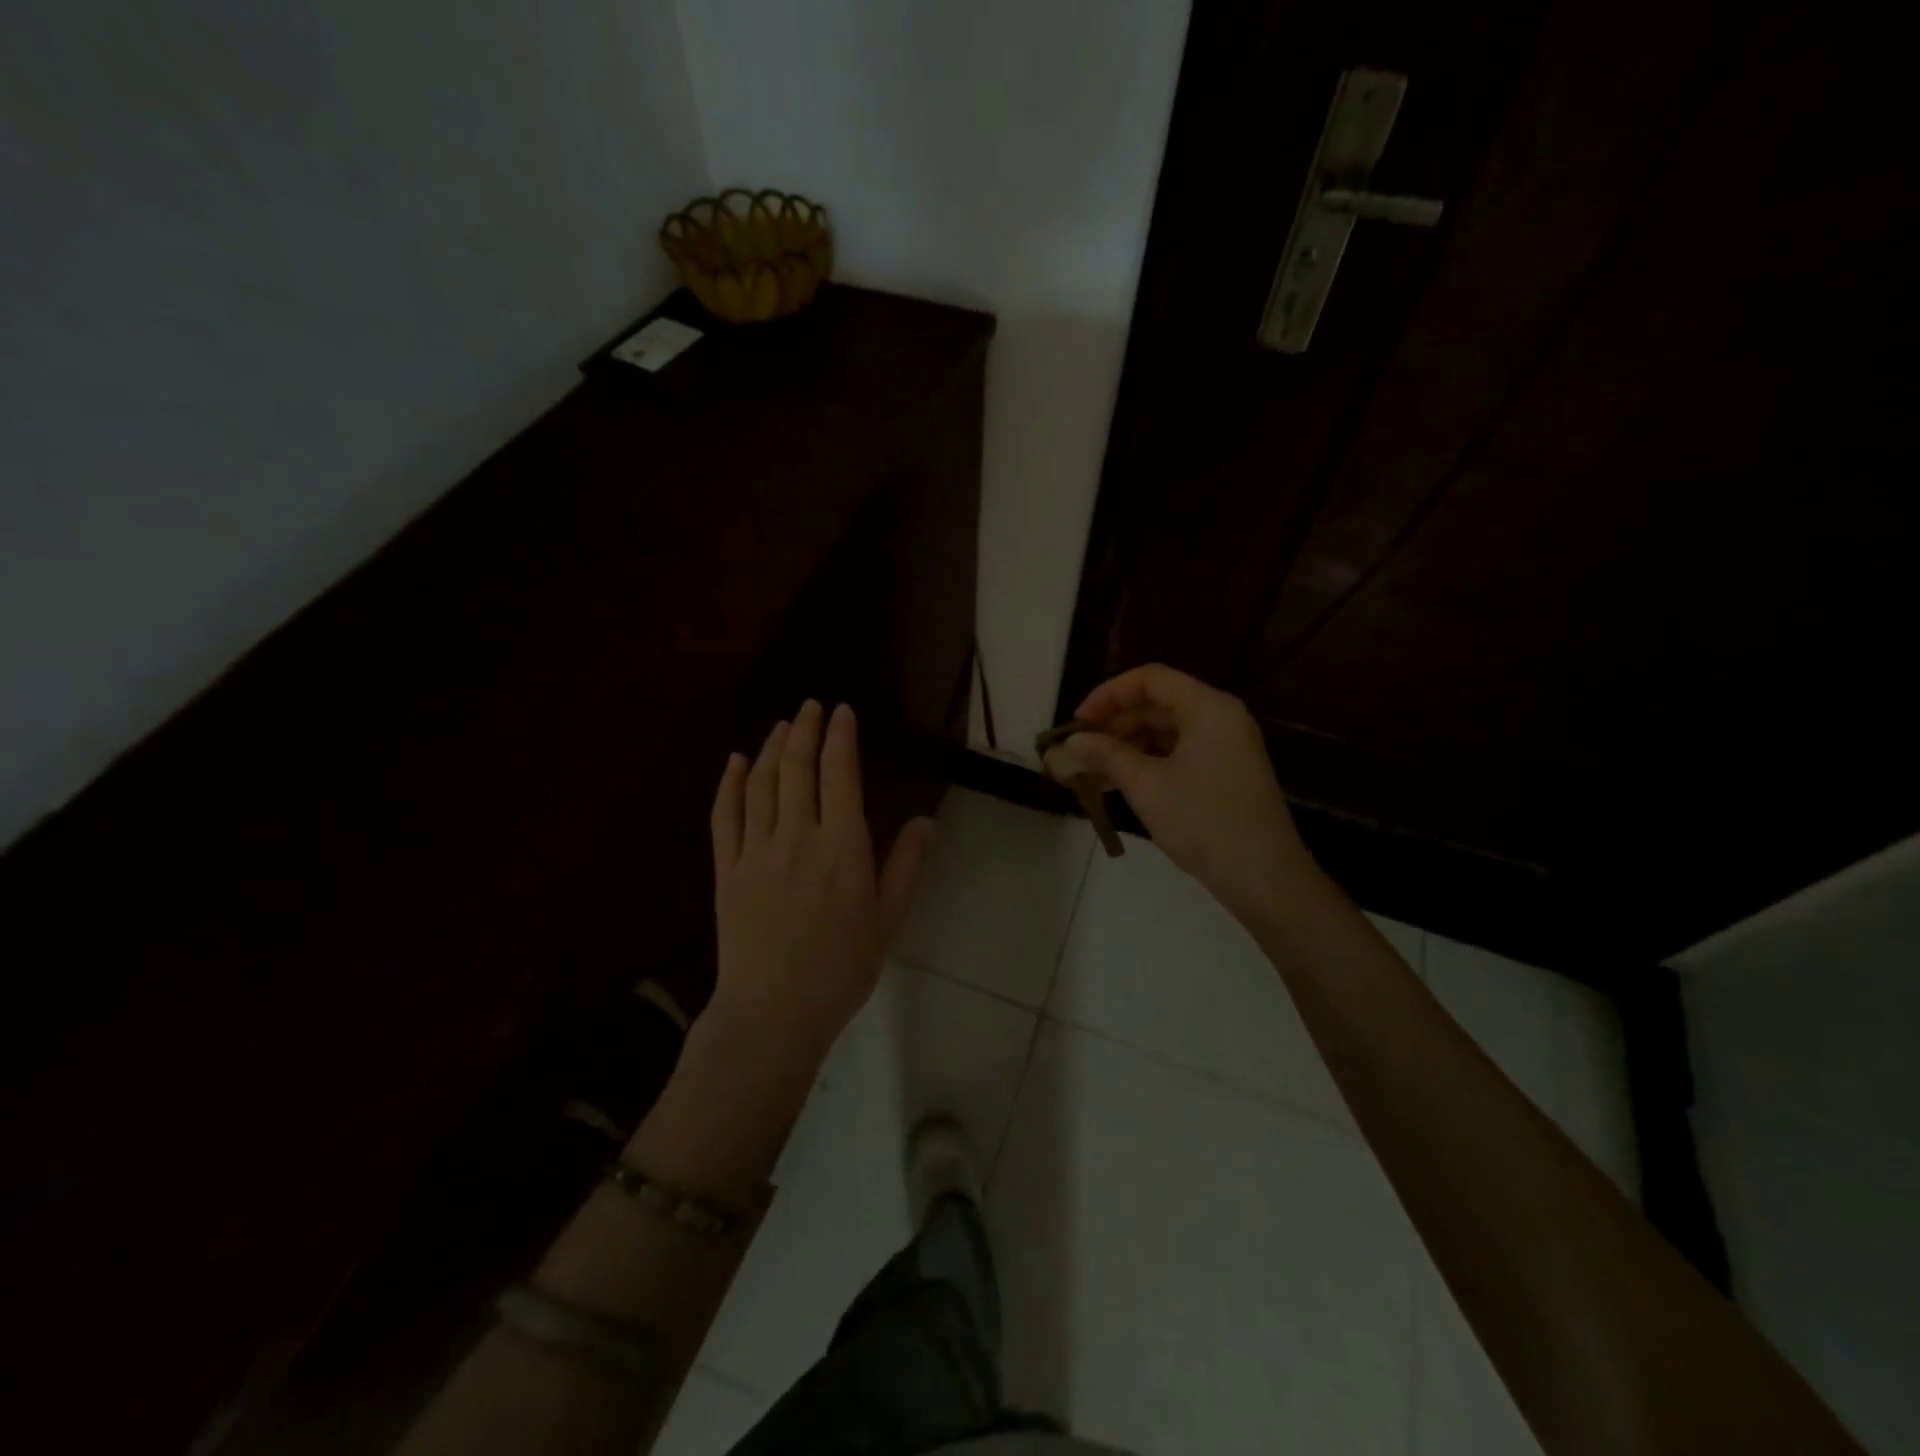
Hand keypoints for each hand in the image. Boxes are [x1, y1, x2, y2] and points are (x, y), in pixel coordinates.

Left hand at [706, 700, 935, 1072]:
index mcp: (842, 847)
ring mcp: (756, 851)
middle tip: (811, 706)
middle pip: (796, 768)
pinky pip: (724, 816)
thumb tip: (925, 821)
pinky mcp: (727, 870)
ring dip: (771, 747)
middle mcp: (797, 837)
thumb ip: (905, 867)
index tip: (842, 712)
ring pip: (760, 784)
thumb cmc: (841, 970)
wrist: (773, 1013)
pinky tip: (734, 762)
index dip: (840, 737)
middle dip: (805, 730)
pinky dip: (729, 784)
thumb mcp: (887, 921)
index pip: (840, 774)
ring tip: (782, 725)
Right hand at [1044, 664, 1313, 919]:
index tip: (1077, 723)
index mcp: (1207, 707)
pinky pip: (1180, 752)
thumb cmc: (1203, 822)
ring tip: (1092, 770)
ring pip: (1167, 730)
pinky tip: (1120, 782)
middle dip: (1115, 723)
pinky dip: (1148, 761)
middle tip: (1080, 749)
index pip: (1149, 679)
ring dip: (1128, 745)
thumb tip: (1072, 741)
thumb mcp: (1146, 786)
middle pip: (1158, 703)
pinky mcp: (1226, 771)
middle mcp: (1220, 717)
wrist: (1263, 877)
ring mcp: (1227, 745)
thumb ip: (1106, 756)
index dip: (1108, 695)